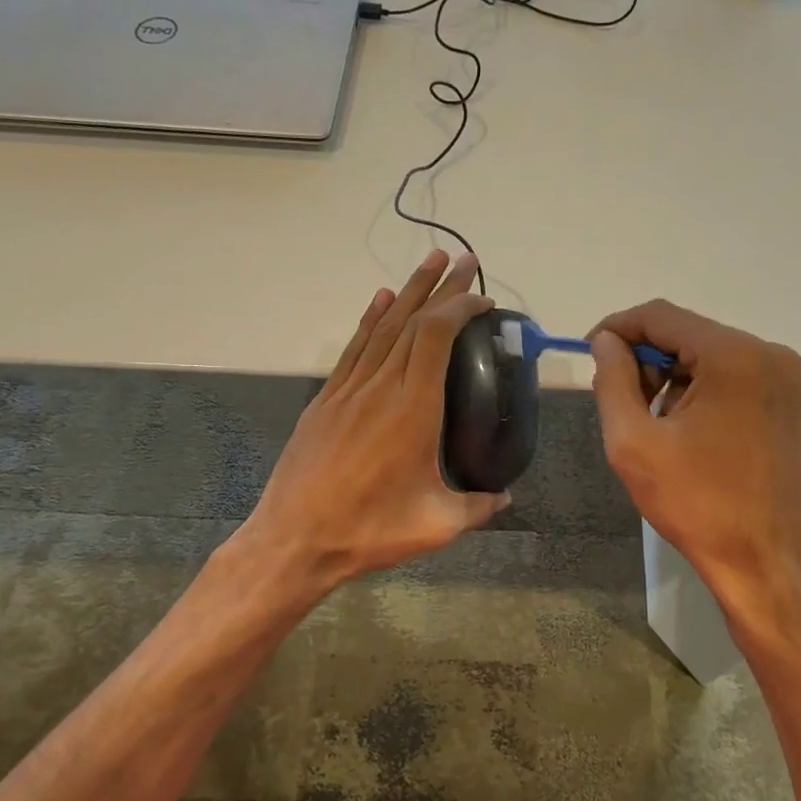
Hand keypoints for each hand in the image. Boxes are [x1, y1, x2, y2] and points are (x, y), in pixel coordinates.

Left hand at [243, 250, 510, 593]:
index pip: (436, 337)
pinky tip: (379, 301)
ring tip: (429, 263)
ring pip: (381, 327)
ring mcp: (348, 390)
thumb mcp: (437, 525)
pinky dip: (369, 320)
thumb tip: (505, 498)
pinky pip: (353, 349)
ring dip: (408, 293)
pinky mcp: (326, 401)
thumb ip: (477, 508)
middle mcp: (380, 387)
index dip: (460, 308)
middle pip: (412, 322)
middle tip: (464, 260)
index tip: (483, 299)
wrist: (294, 540)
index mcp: (413, 409)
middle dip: (441, 287)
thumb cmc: (369, 531)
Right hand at [590, 300, 800, 620]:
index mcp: (734, 357)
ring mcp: (799, 384)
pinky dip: (718, 395)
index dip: (619, 329)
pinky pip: (751, 383)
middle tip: (627, 402)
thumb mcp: (632, 442)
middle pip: (694, 336)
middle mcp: (774, 356)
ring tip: (666, 426)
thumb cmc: (694, 503)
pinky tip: (705, 437)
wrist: (764, 563)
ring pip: (722, 359)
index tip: (593, 353)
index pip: (662, 316)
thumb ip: (613, 380)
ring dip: (684, 380)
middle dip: (652, 361)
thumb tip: (607, 341)